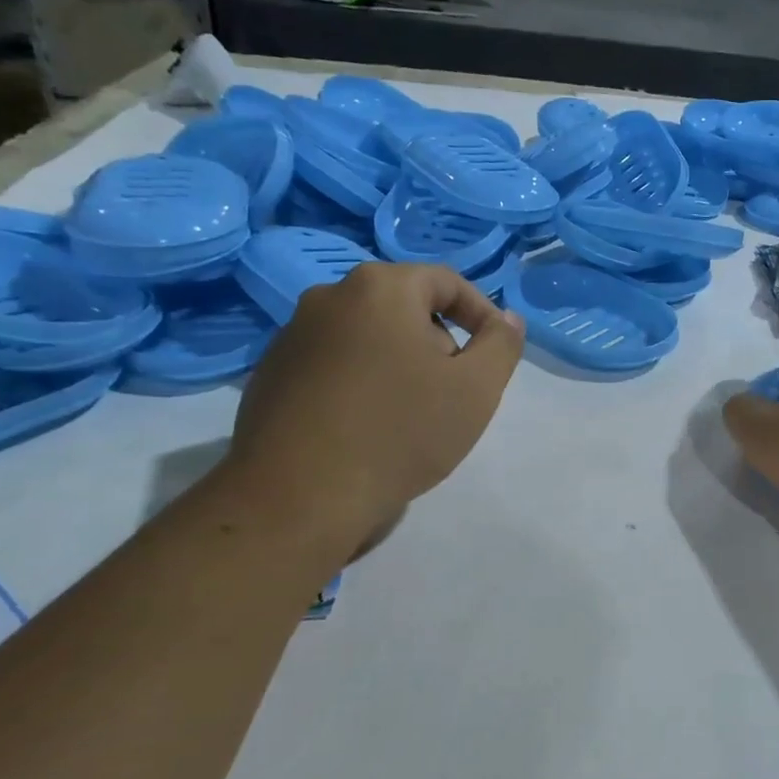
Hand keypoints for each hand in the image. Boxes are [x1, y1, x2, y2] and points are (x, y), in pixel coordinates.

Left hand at [220, 262, 523, 563]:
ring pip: (368, 337)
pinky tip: (369, 428)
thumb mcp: (477, 388)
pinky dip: (362, 383)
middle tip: (455, 391)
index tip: (495, 356)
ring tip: (413, 415)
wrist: (300, 496)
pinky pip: (334, 365)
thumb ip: (502, 344)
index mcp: (380, 288)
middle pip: (405, 308)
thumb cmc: (401, 432)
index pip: (447, 282)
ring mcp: (292, 336)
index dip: (482, 314)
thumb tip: (506, 319)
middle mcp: (329, 297)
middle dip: (440, 343)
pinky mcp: (271, 375)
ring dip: (400, 364)